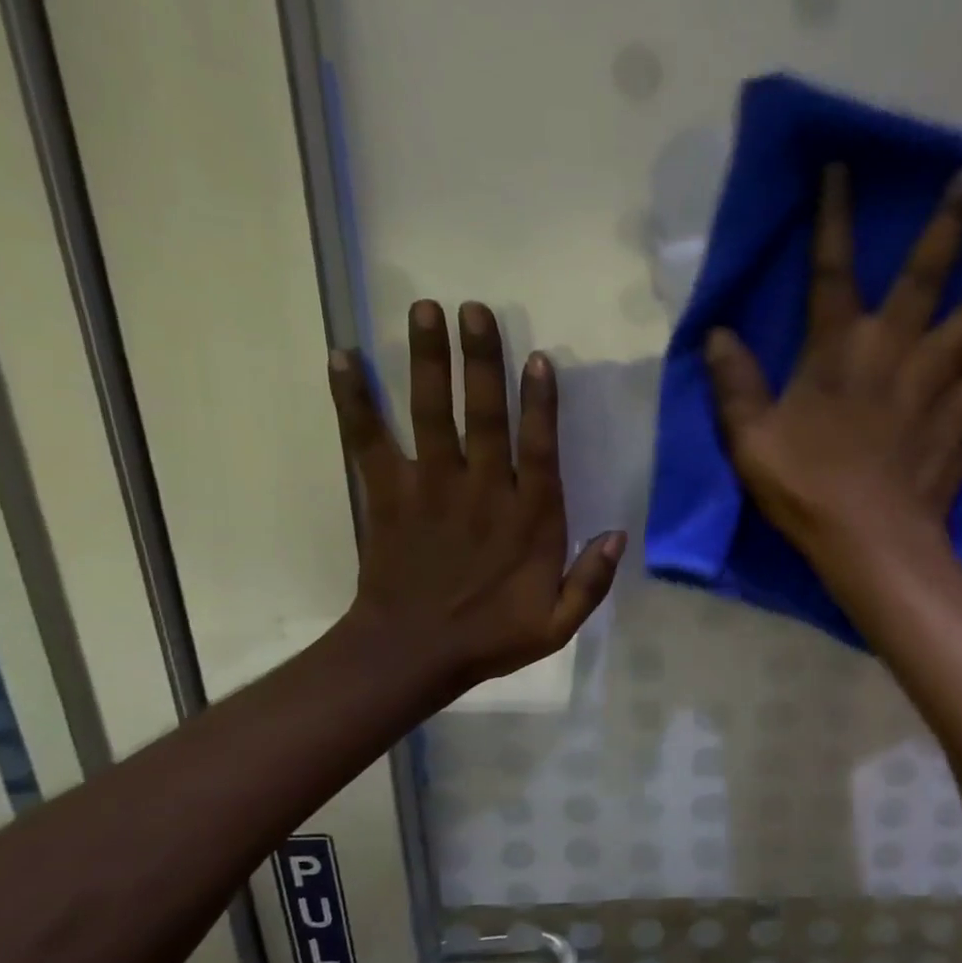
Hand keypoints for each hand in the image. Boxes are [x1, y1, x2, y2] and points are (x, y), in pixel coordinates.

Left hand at [328, 299, 622, 694]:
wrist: (412, 654)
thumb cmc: (491, 636)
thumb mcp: (558, 624)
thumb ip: (590, 580)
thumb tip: (619, 535)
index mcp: (528, 519)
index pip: (537, 449)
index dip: (539, 403)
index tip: (536, 357)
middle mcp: (481, 492)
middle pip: (482, 416)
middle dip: (480, 360)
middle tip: (475, 308)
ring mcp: (430, 489)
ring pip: (430, 414)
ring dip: (428, 361)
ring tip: (424, 310)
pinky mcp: (387, 495)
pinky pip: (367, 440)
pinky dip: (354, 400)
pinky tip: (343, 357)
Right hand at [702, 161, 961, 560]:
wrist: (870, 541)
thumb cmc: (807, 489)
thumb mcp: (750, 440)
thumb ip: (734, 384)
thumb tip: (716, 335)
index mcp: (838, 348)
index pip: (831, 269)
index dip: (834, 216)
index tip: (843, 166)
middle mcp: (895, 348)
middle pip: (927, 270)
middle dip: (951, 217)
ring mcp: (940, 380)